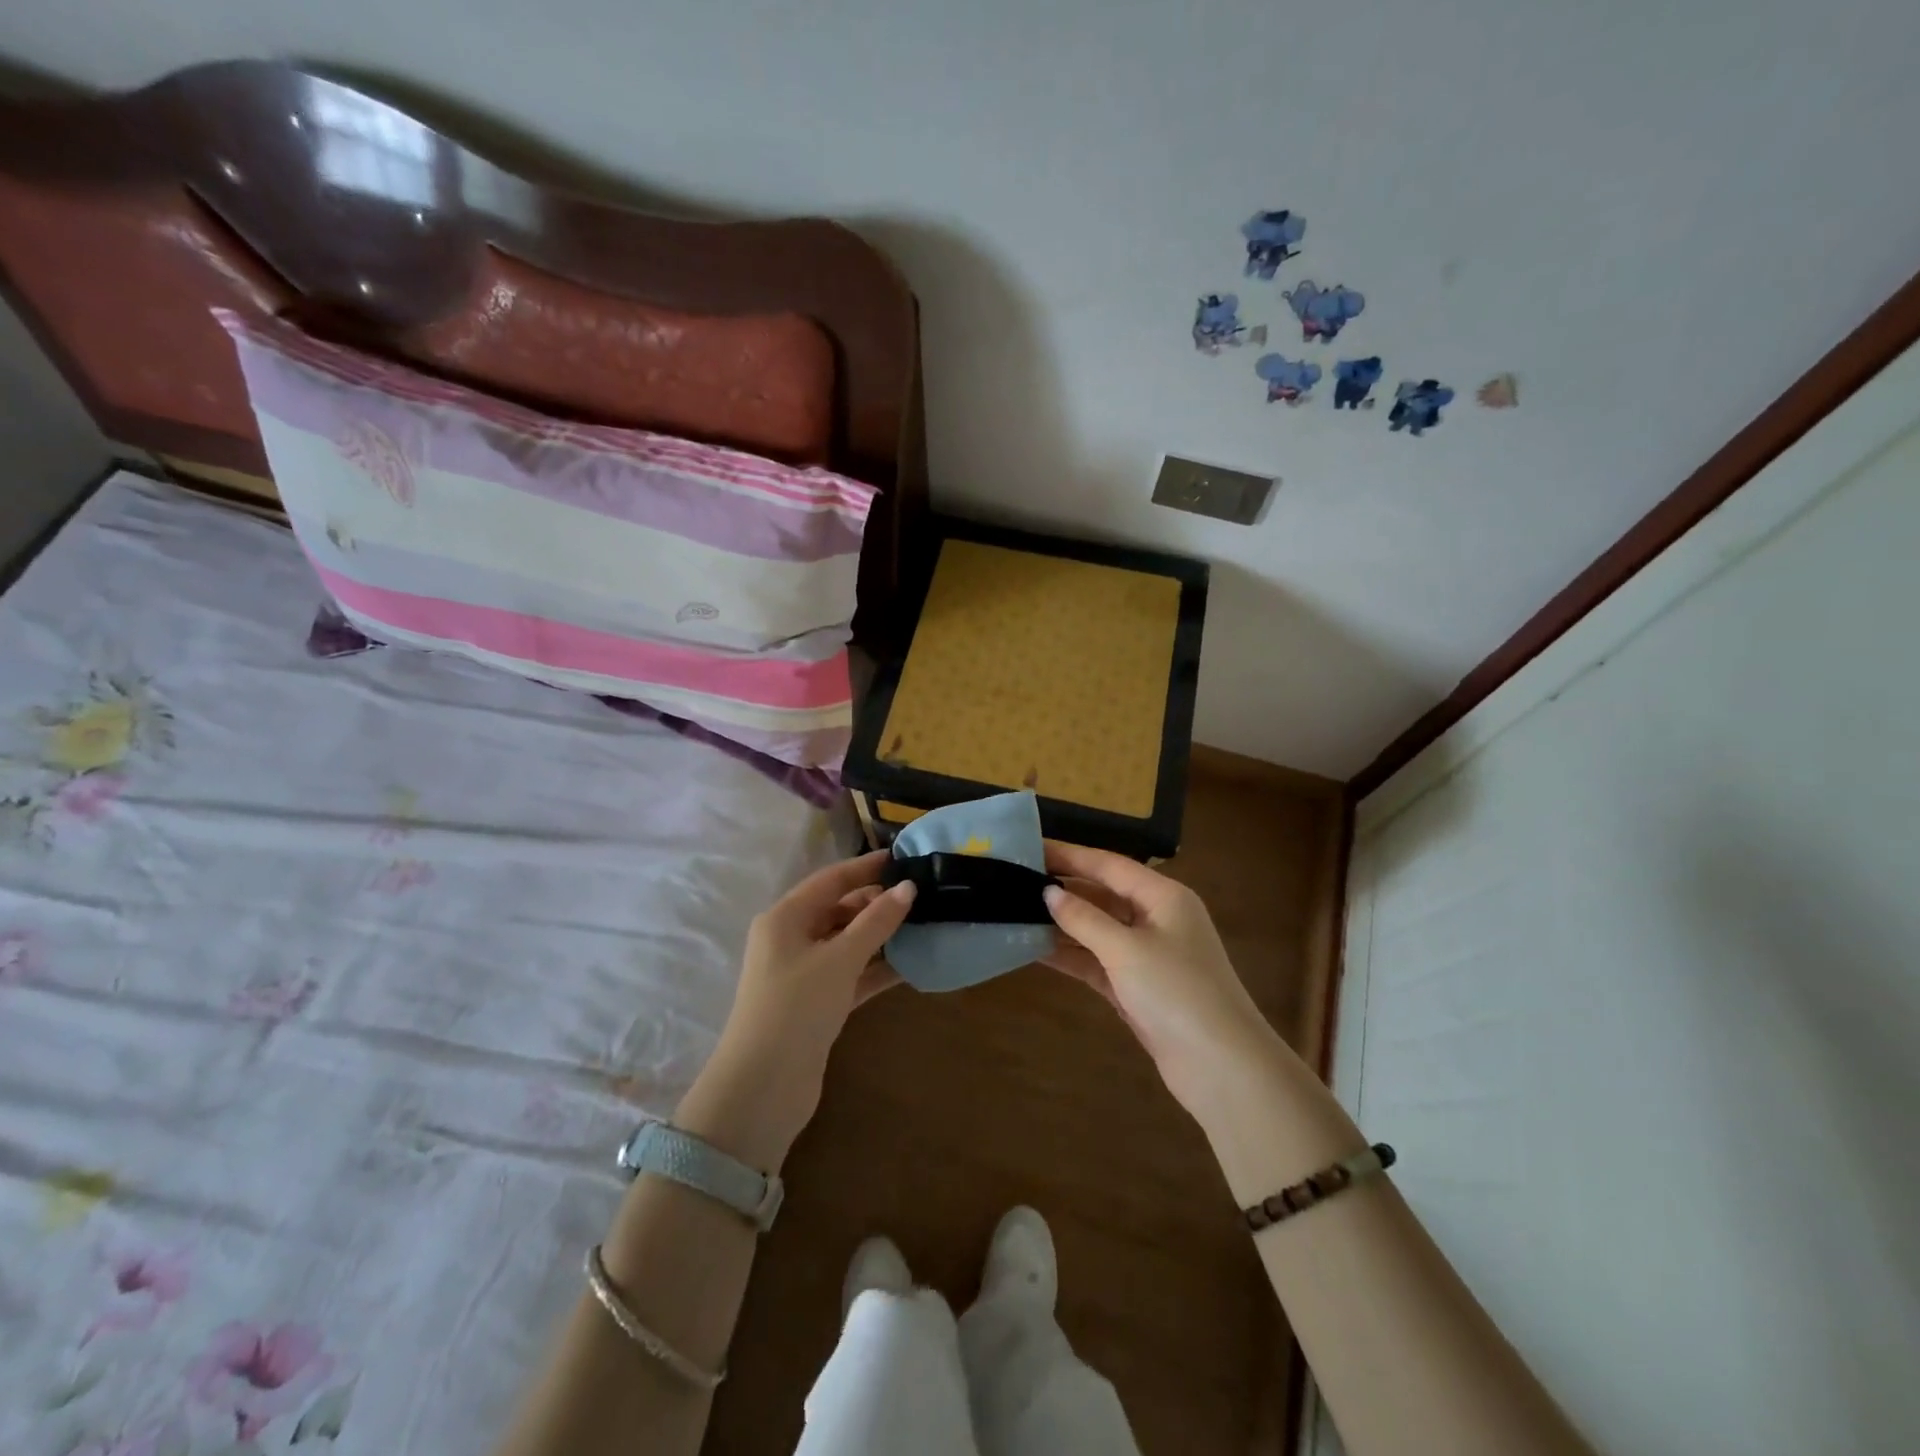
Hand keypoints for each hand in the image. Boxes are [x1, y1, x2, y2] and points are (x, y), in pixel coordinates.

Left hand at [676, 852, 914, 1168]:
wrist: (763, 1087)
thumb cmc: (797, 1007)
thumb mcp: (839, 959)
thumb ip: (876, 922)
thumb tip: (908, 887)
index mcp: (785, 918)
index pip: (830, 880)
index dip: (866, 867)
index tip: (903, 858)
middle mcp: (790, 940)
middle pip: (839, 910)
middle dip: (877, 903)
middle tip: (922, 896)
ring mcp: (803, 973)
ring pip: (848, 943)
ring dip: (881, 937)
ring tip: (924, 925)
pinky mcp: (817, 1003)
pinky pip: (852, 974)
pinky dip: (877, 969)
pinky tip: (912, 965)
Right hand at [1040, 841, 1282, 1116]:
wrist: (1222, 1068)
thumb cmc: (1177, 993)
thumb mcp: (1126, 949)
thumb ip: (1084, 918)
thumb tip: (1049, 892)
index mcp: (1163, 897)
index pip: (1109, 865)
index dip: (1069, 855)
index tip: (1030, 848)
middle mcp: (1157, 919)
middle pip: (1103, 895)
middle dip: (1063, 889)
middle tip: (1016, 882)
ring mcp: (1148, 955)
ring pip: (1097, 930)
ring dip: (1062, 924)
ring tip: (1016, 913)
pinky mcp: (1138, 988)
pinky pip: (1097, 962)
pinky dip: (1071, 956)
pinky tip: (1035, 950)